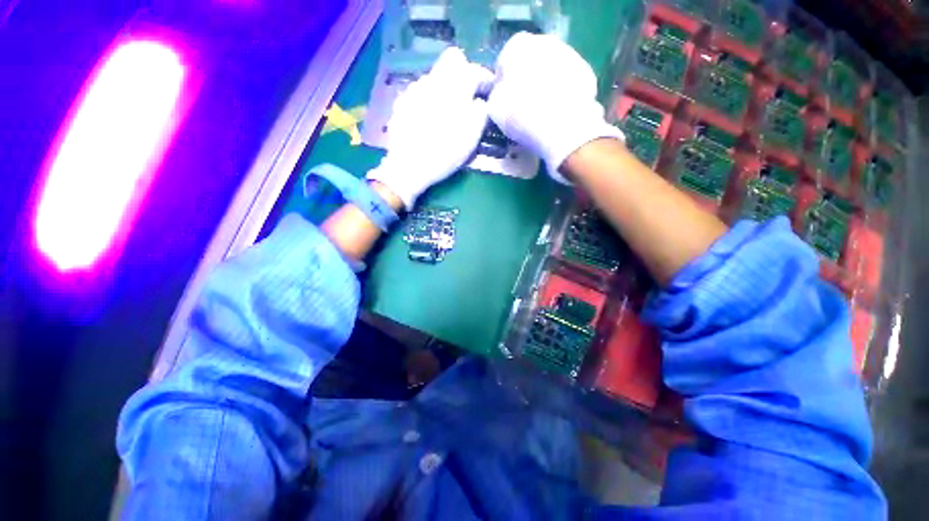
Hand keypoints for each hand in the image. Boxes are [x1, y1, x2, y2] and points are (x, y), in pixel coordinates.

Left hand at [367, 48, 492, 209]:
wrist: (409, 166)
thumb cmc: (445, 152)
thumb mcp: (471, 136)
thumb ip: (480, 112)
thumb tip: (480, 101)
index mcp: (454, 87)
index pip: (474, 69)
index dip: (484, 80)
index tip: (488, 94)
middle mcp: (433, 79)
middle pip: (452, 60)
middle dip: (463, 74)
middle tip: (467, 97)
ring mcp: (414, 89)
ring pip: (434, 76)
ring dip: (444, 87)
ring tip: (446, 112)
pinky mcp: (401, 101)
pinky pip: (420, 91)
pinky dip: (428, 99)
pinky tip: (427, 118)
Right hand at [488, 33, 622, 183]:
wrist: (561, 125)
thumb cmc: (521, 114)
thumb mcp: (495, 109)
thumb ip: (496, 95)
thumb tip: (501, 94)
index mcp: (517, 46)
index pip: (504, 61)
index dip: (503, 83)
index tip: (505, 101)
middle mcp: (544, 41)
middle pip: (531, 61)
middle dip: (527, 79)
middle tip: (524, 105)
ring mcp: (570, 54)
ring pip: (552, 69)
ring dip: (547, 84)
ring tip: (543, 111)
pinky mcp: (587, 73)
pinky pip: (569, 82)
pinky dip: (564, 93)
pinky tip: (560, 112)